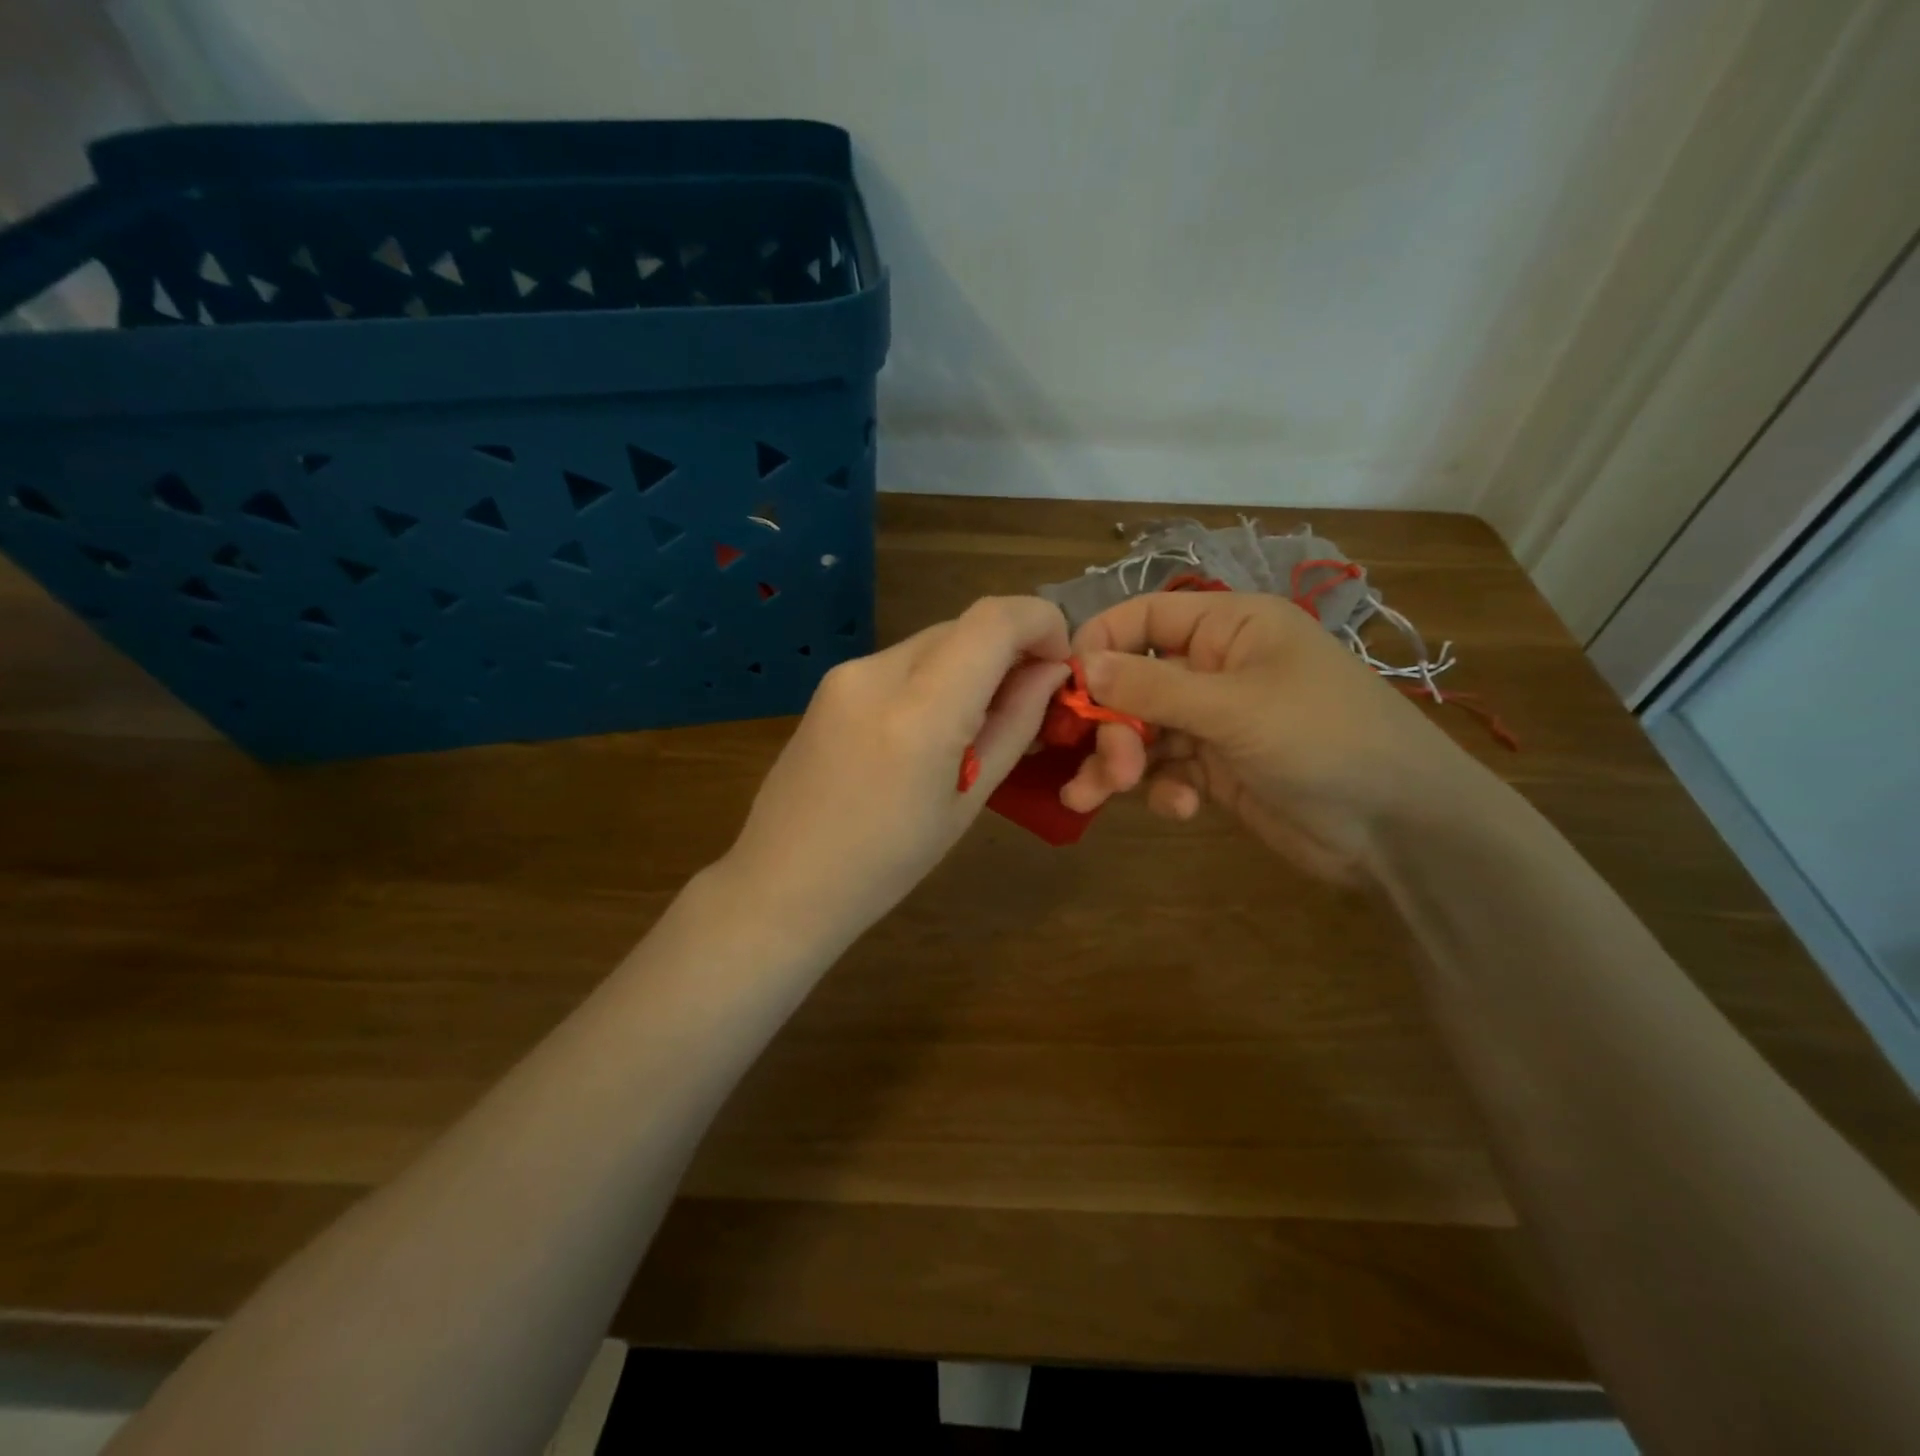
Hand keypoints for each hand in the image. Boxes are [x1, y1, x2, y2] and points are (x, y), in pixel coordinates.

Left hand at [723, 597, 1070, 942]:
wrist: (785, 882)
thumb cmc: (888, 864)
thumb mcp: (968, 801)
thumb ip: (1014, 725)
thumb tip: (1050, 673)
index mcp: (920, 712)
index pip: (995, 619)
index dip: (1042, 623)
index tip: (1060, 664)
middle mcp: (878, 672)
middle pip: (965, 626)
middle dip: (1010, 650)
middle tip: (1028, 704)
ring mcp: (847, 672)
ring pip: (935, 642)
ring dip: (973, 665)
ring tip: (977, 726)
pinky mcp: (831, 682)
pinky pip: (903, 661)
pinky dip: (936, 677)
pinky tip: (931, 729)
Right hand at [1062, 592, 1480, 882]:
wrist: (1401, 830)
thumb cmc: (1324, 740)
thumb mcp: (1235, 708)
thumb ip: (1152, 689)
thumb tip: (1080, 664)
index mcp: (1231, 627)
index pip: (1145, 618)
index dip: (1100, 645)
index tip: (1064, 688)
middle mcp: (1218, 667)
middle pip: (1134, 683)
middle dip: (1112, 726)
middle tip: (1105, 768)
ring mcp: (1217, 721)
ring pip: (1144, 732)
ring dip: (1119, 764)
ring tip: (1092, 799)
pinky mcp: (1219, 768)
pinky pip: (1168, 769)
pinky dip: (1162, 789)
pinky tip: (1180, 811)